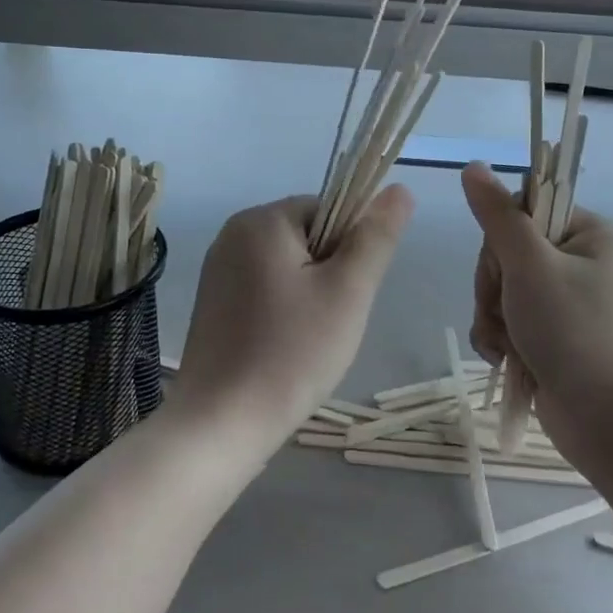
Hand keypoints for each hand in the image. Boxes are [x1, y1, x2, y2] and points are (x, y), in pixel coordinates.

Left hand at [170, 188, 412, 453]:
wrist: (221, 423)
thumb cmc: (292, 352)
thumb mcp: (348, 291)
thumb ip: (376, 236)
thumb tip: (399, 189)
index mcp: (261, 220)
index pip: (329, 209)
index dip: (351, 248)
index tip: (349, 293)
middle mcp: (232, 234)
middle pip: (307, 236)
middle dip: (330, 274)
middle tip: (331, 322)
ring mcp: (218, 270)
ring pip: (288, 267)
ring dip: (310, 295)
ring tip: (309, 340)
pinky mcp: (213, 303)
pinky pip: (264, 290)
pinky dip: (284, 311)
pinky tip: (285, 348)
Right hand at [461, 163, 612, 497]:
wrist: (608, 422)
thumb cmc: (575, 332)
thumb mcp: (531, 266)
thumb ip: (497, 216)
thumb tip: (473, 166)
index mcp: (587, 233)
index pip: (522, 208)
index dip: (500, 236)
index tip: (505, 264)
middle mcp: (577, 261)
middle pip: (505, 251)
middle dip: (494, 285)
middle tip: (507, 309)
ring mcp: (562, 301)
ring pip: (499, 288)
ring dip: (492, 315)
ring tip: (508, 342)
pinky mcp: (548, 334)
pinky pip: (504, 319)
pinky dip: (498, 337)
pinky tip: (505, 357)